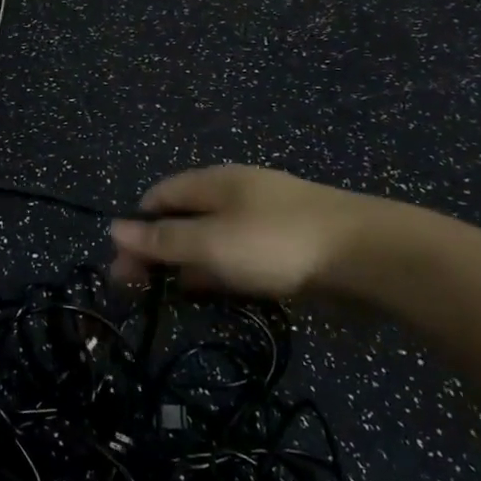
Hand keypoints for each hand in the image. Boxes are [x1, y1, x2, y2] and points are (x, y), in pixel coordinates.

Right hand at [110, 166, 413, 301]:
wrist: (367, 255)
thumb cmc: (276, 243)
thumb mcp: (210, 243)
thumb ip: (163, 240)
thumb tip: (113, 228)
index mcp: (212, 181)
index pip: (158, 197)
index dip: (135, 229)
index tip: (125, 271)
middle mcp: (234, 193)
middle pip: (183, 218)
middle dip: (159, 251)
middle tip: (145, 292)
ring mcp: (263, 218)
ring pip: (212, 239)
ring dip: (190, 265)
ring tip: (178, 299)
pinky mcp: (287, 244)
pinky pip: (241, 254)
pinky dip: (223, 272)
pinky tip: (222, 293)